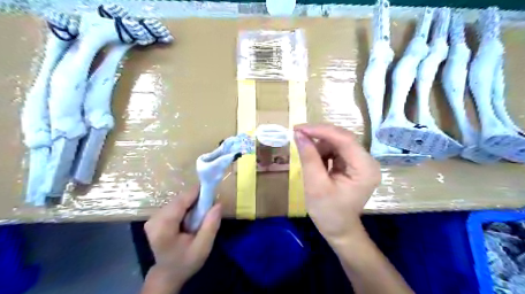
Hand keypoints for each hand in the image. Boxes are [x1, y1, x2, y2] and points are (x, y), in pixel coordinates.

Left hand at [143, 187, 220, 290]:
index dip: (197, 192)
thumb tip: (218, 203)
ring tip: (201, 214)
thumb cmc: (186, 262)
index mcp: (164, 227)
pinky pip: (174, 204)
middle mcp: (154, 219)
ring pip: (178, 200)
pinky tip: (191, 217)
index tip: (212, 190)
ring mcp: (153, 217)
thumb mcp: (203, 247)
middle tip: (209, 207)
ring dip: (191, 203)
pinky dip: (186, 207)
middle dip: (196, 200)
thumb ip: (211, 225)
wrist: (167, 273)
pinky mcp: (155, 217)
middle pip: (179, 199)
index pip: (181, 201)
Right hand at [293, 124, 379, 248]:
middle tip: (297, 134)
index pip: (345, 139)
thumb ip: (308, 158)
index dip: (321, 131)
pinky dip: (322, 152)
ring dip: (319, 145)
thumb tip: (299, 134)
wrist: (338, 229)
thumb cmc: (328, 212)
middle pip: (342, 138)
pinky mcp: (353, 164)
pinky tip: (315, 161)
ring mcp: (361, 162)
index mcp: (364, 168)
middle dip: (319, 135)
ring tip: (306, 157)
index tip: (299, 128)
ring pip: (337, 142)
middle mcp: (367, 161)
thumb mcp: (315, 185)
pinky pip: (336, 149)